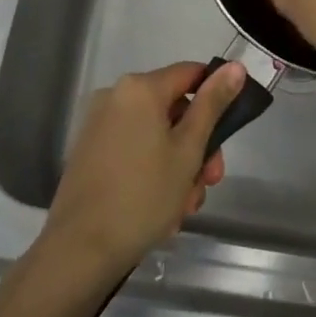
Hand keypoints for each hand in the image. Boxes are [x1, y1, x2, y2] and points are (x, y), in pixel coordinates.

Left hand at [36, 60, 245, 286]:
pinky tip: (160, 209)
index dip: (214, 97)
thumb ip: (212, 105)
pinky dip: (151, 171)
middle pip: (172, 109)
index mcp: (140, 88)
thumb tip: (235, 67)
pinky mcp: (89, 152)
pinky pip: (133, 149)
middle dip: (197, 145)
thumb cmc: (143, 196)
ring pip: (154, 135)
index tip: (227, 134)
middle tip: (208, 182)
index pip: (190, 74)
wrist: (80, 250)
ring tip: (183, 208)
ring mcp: (99, 124)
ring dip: (176, 166)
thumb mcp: (188, 150)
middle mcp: (115, 96)